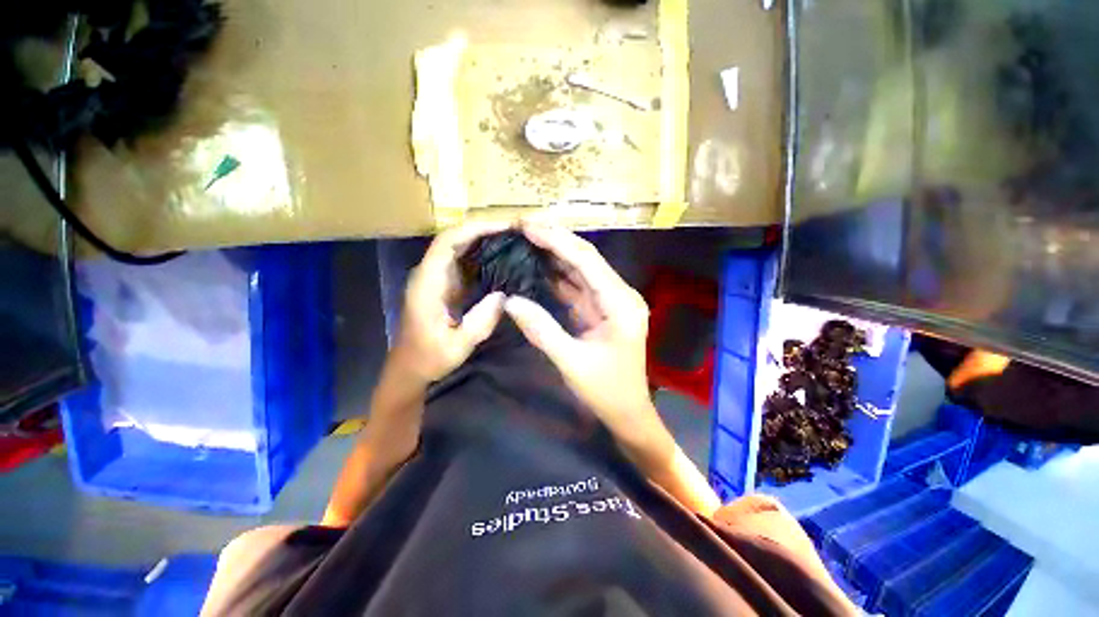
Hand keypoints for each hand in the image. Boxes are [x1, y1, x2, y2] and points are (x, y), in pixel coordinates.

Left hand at [392, 221, 510, 384]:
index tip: (503, 226)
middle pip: (453, 238)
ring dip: (483, 239)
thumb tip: (504, 295)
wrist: (410, 367)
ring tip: (511, 238)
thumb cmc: (429, 358)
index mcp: (427, 284)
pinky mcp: (445, 284)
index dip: (473, 229)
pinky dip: (482, 254)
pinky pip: (463, 261)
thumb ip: (481, 321)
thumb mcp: (457, 345)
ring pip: (458, 247)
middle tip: (514, 230)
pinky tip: (501, 257)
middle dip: (482, 229)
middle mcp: (429, 274)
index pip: (447, 242)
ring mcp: (437, 278)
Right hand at [503, 223, 652, 428]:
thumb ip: (541, 330)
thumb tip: (510, 301)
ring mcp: (611, 301)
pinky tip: (538, 266)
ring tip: (526, 239)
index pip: (586, 261)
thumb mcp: (571, 362)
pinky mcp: (601, 310)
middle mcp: (620, 295)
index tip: (527, 226)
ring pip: (581, 270)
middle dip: (555, 240)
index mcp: (621, 303)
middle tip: (523, 226)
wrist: (628, 413)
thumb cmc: (606, 391)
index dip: (556, 240)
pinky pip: (577, 287)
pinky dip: (558, 276)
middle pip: (585, 259)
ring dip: (555, 254)